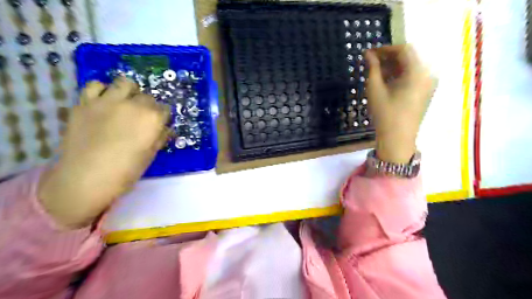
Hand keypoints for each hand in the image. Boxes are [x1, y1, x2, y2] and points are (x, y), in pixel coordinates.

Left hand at [39, 77, 169, 228]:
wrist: (87, 178)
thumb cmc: (126, 170)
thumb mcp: (150, 155)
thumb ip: (160, 138)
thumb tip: (166, 129)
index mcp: (152, 119)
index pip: (165, 109)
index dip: (163, 117)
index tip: (159, 125)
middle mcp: (133, 105)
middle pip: (147, 96)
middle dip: (149, 105)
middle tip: (142, 117)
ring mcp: (107, 101)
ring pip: (124, 83)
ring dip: (129, 91)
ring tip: (125, 103)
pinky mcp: (85, 103)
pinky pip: (95, 86)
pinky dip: (102, 91)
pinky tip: (104, 102)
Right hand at [366, 44, 435, 163]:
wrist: (398, 138)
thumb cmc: (385, 113)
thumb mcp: (375, 89)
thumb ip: (372, 68)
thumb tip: (368, 54)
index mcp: (417, 71)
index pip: (403, 49)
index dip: (385, 49)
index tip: (369, 53)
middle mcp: (427, 74)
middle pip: (408, 57)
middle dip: (388, 58)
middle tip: (370, 62)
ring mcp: (429, 84)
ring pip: (410, 67)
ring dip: (393, 66)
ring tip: (375, 72)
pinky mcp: (426, 92)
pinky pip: (413, 76)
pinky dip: (400, 75)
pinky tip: (386, 81)